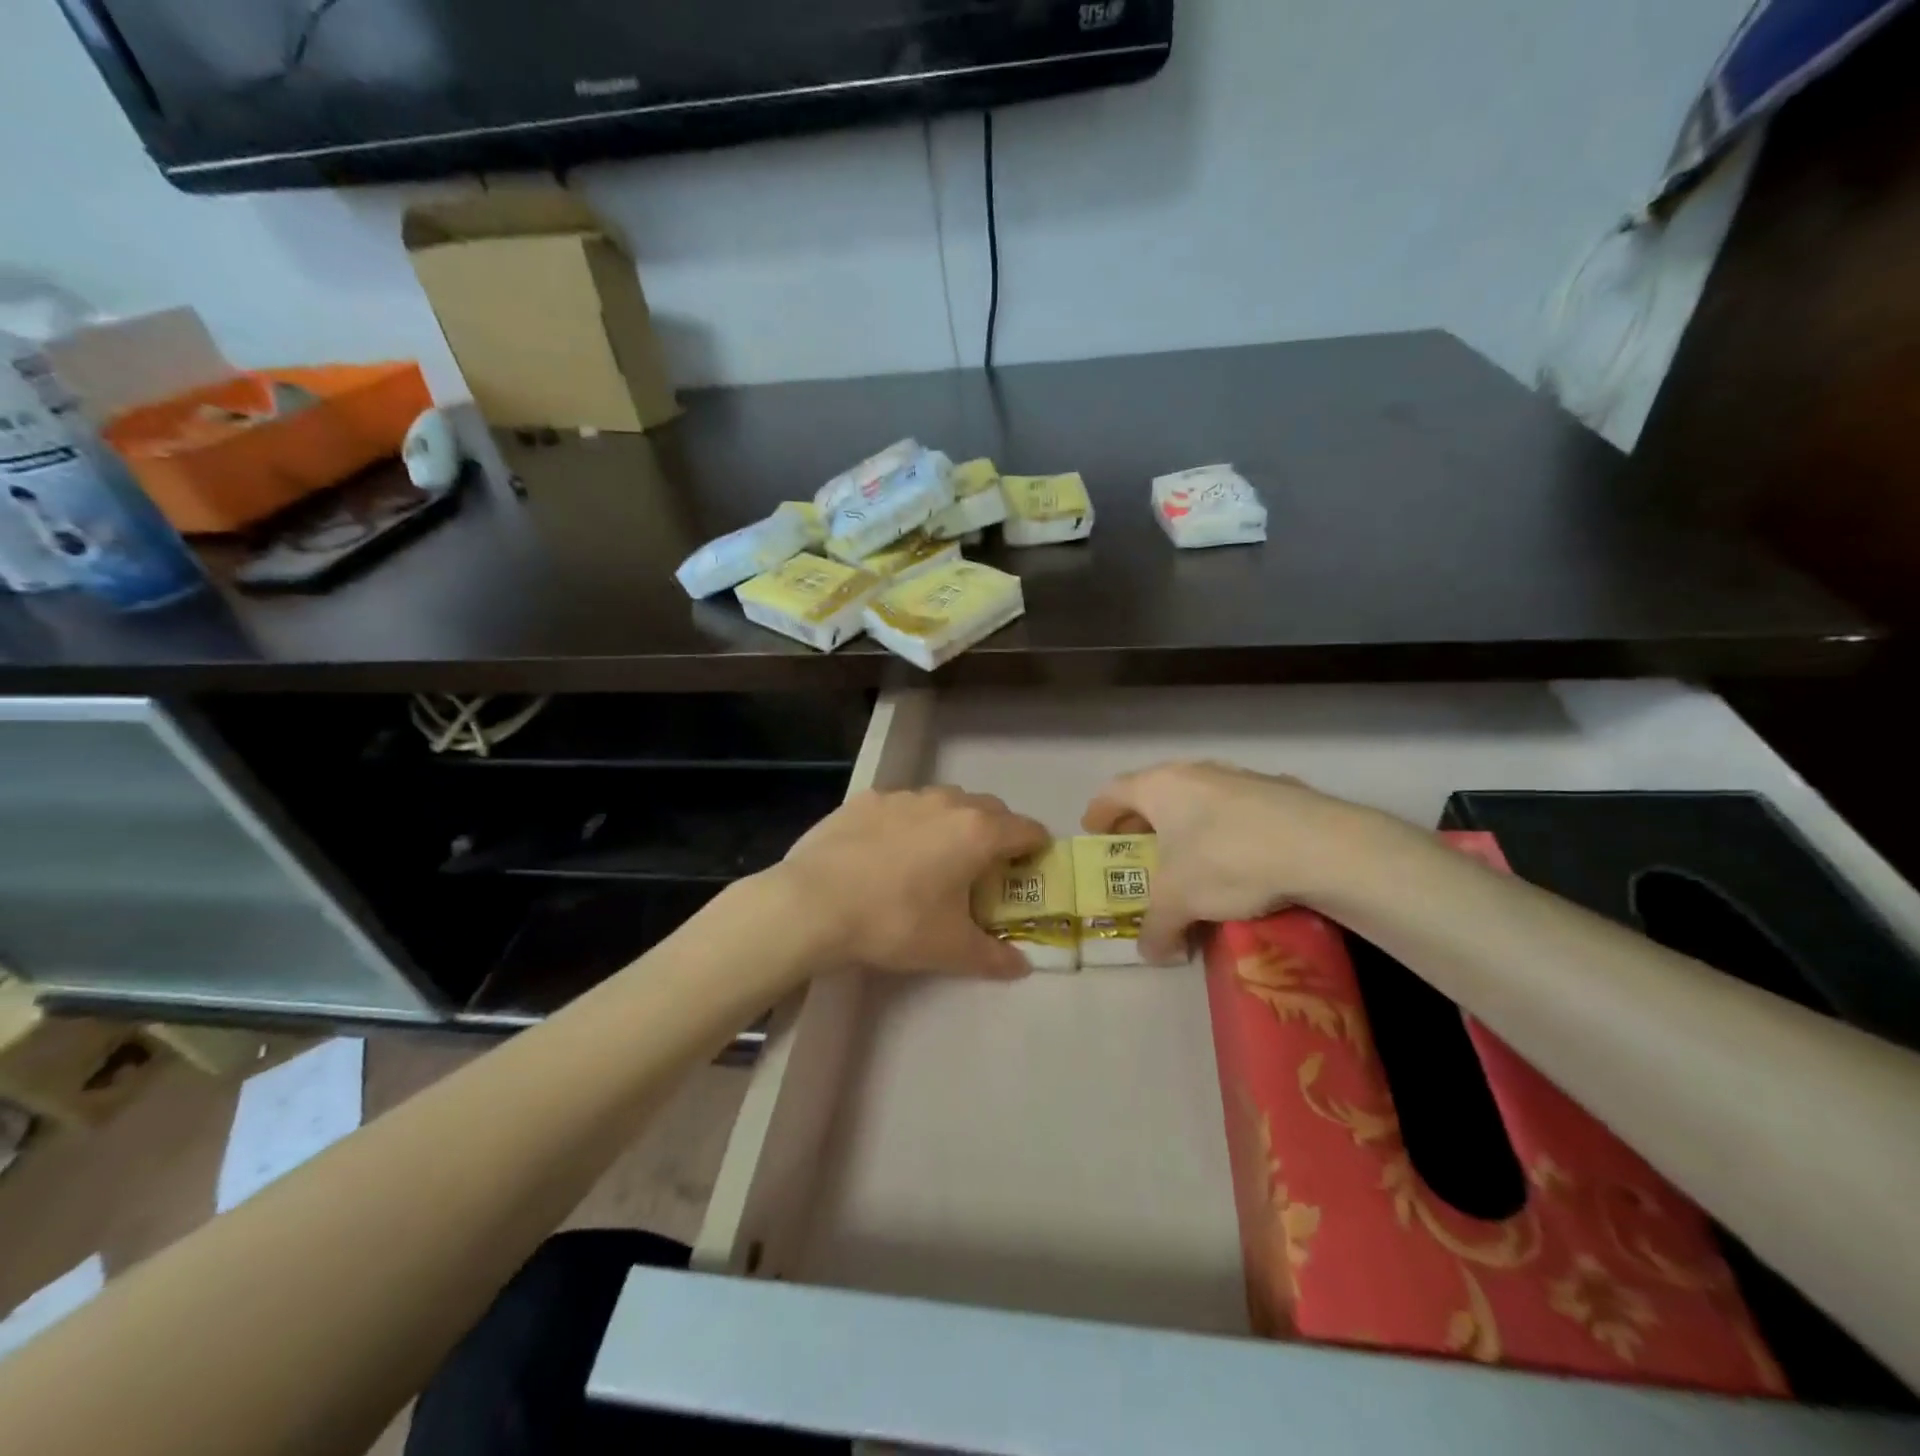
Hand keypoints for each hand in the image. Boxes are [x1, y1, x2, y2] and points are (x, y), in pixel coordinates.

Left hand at [773, 786, 1048, 978]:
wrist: (813, 902)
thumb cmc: (894, 922)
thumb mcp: (949, 949)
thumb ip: (993, 956)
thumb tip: (1021, 967)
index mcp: (977, 833)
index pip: (1027, 829)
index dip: (1036, 848)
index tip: (1032, 867)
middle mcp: (946, 803)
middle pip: (989, 809)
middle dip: (996, 833)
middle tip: (985, 868)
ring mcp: (903, 796)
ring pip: (944, 802)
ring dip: (952, 823)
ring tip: (935, 857)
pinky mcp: (866, 799)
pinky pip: (902, 806)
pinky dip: (909, 822)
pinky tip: (887, 852)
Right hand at [1082, 761, 1385, 961]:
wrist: (1322, 847)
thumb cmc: (1227, 860)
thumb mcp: (1179, 902)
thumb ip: (1156, 927)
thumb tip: (1151, 953)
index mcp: (1160, 786)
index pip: (1114, 792)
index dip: (1099, 813)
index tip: (1094, 833)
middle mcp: (1196, 771)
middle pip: (1155, 793)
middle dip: (1143, 822)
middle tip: (1139, 849)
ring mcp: (1241, 777)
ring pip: (1199, 799)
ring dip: (1187, 825)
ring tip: (1190, 859)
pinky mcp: (1281, 792)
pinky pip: (1238, 810)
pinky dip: (1227, 830)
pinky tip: (1241, 861)